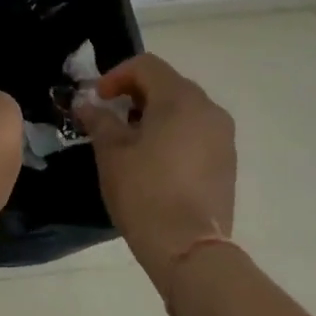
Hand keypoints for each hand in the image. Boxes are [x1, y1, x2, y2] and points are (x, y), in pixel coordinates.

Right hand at [77, 53, 236, 287]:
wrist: (190, 249)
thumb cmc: (145, 192)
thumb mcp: (111, 153)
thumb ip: (99, 120)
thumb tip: (88, 104)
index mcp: (180, 98)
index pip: (146, 65)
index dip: (116, 75)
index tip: (98, 99)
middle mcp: (208, 109)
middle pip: (168, 84)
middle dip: (136, 94)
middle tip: (112, 117)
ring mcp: (223, 136)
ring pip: (185, 109)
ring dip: (156, 114)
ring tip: (133, 141)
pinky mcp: (227, 162)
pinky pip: (198, 132)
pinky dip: (175, 134)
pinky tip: (157, 162)